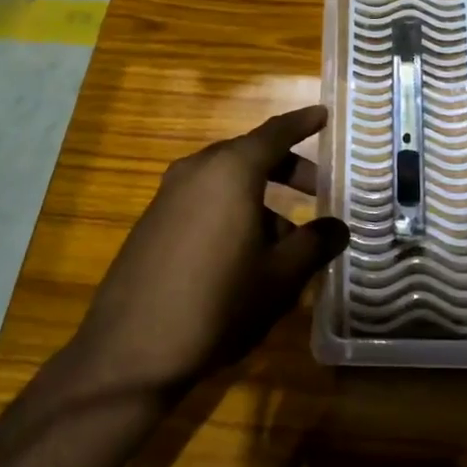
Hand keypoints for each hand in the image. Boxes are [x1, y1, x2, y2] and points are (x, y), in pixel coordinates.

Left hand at [66, 105, 349, 397]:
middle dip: (287, 169)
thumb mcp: (279, 277)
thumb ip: (314, 244)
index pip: (275, 133)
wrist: (130, 351)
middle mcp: (197, 170)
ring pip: (226, 180)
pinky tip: (245, 255)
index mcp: (231, 170)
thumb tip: (337, 227)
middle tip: (318, 191)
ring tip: (287, 241)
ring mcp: (169, 195)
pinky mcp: (152, 222)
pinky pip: (203, 200)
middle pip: (250, 155)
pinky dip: (232, 210)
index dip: (303, 123)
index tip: (324, 115)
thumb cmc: (217, 303)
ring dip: (260, 197)